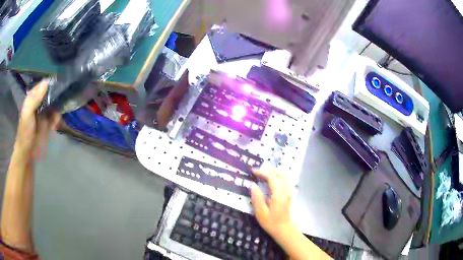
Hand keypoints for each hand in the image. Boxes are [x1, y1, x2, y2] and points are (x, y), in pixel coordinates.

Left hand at [16, 79, 60, 157]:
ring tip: (64, 107)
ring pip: (55, 104)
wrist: (27, 155)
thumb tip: (47, 82)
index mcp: (33, 98)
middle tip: (67, 93)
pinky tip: (58, 120)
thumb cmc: (25, 133)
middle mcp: (39, 103)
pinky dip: (58, 117)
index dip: (52, 82)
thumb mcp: (27, 114)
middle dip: (58, 92)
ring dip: (60, 105)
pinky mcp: (48, 124)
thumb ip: (34, 99)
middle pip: (51, 93)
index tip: (62, 80)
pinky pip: (56, 117)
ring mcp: (44, 114)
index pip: (44, 84)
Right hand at [250, 169, 294, 236]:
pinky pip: (286, 180)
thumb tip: (253, 185)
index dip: (262, 172)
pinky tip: (272, 181)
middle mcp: (286, 191)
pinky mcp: (290, 194)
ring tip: (264, 175)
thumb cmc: (271, 222)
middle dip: (269, 170)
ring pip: (285, 176)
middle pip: (280, 174)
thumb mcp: (261, 212)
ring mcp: (289, 192)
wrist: (284, 229)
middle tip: (258, 172)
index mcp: (278, 194)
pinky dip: (279, 177)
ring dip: (274, 172)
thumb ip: (257, 198)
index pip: (272, 178)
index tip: (253, 172)